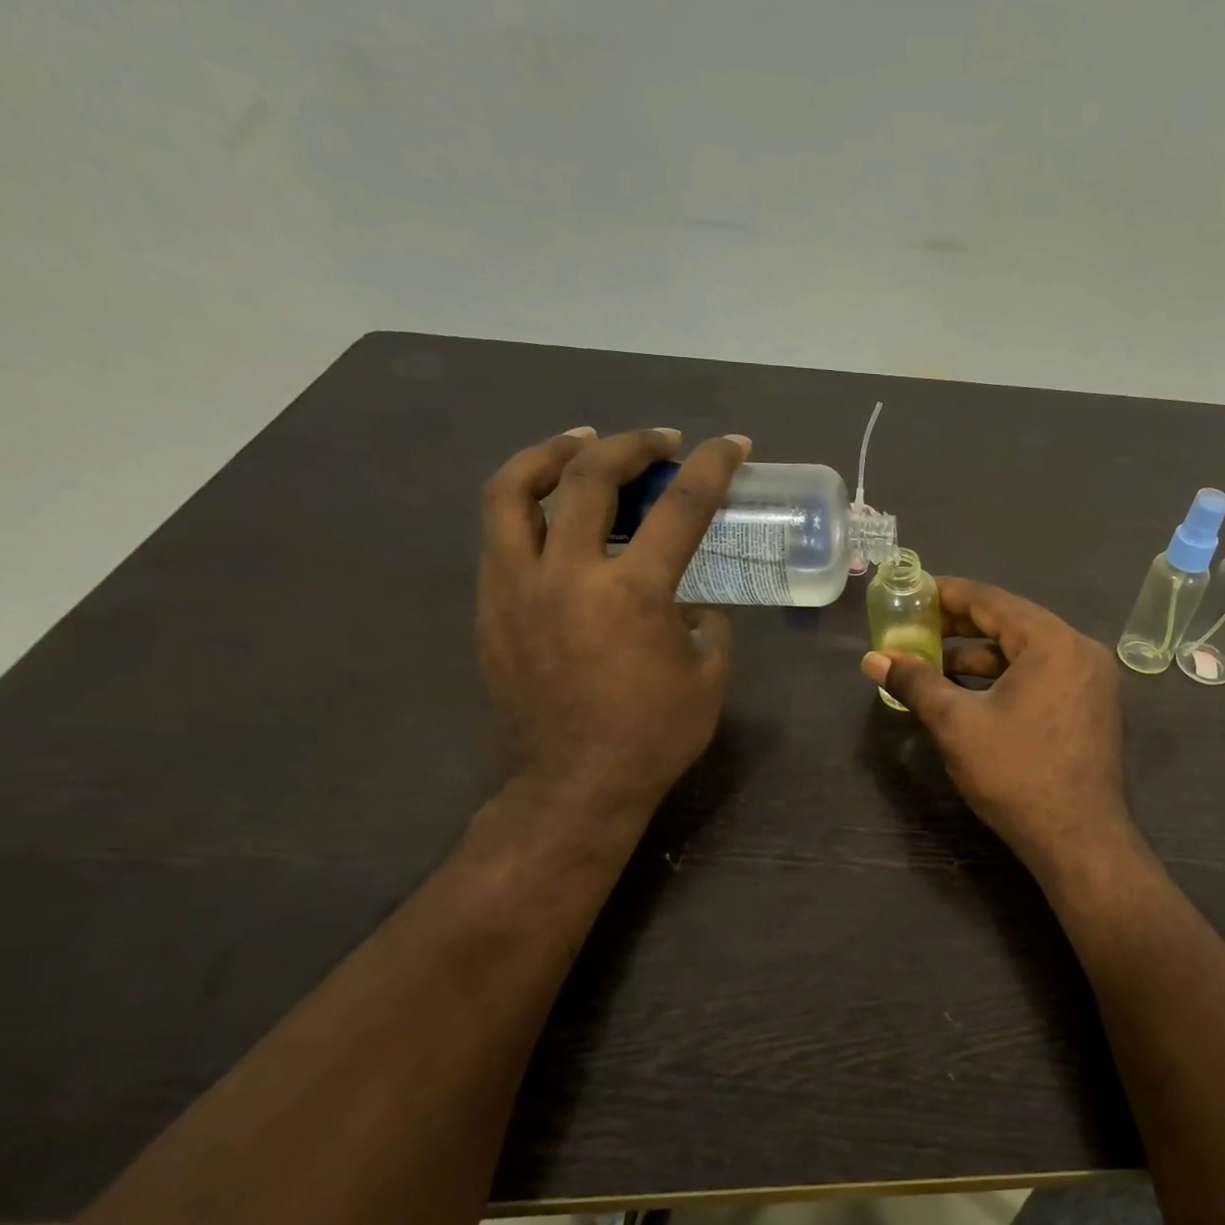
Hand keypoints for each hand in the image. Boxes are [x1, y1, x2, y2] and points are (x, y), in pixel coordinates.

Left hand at [478, 425, 750, 821]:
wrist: (576, 784)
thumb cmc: (654, 734)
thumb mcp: (708, 675)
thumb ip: (705, 622)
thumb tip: (687, 601)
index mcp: (633, 593)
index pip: (680, 508)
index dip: (712, 466)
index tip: (732, 444)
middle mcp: (568, 575)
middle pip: (589, 477)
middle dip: (630, 444)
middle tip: (658, 440)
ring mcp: (517, 588)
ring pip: (512, 492)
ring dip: (551, 454)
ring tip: (580, 443)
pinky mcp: (491, 608)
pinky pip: (499, 535)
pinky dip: (526, 505)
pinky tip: (552, 510)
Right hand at [861, 578, 1128, 872]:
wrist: (1079, 840)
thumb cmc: (1016, 774)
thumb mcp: (957, 724)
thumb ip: (915, 682)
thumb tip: (872, 659)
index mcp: (1052, 641)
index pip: (991, 600)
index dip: (947, 593)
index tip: (913, 591)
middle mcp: (1079, 649)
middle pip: (1010, 622)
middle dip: (959, 626)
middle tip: (916, 628)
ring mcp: (1090, 680)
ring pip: (1025, 652)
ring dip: (978, 656)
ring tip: (932, 664)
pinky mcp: (1090, 706)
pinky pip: (1040, 675)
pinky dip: (1004, 677)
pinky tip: (969, 692)